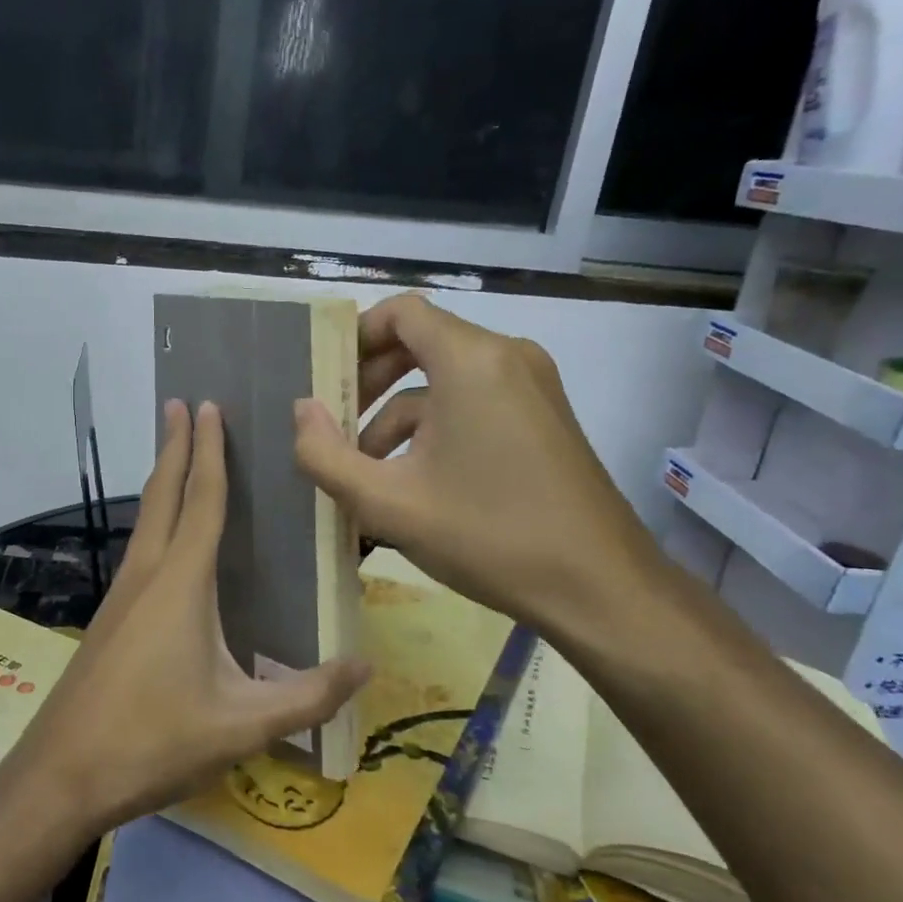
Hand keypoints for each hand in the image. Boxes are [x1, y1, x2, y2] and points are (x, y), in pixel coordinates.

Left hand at [7, 399, 369, 835]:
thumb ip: (307, 697)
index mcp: (180, 583)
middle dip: (175, 446)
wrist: (61, 773)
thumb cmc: (153, 740)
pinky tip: (165, 539)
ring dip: (163, 479)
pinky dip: (156, 518)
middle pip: (163, 494)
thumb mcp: (241, 725)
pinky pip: (139, 547)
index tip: (207, 407)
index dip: (209, 451)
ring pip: (146, 519)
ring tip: (176, 453)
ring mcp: (121, 594)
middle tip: (181, 404)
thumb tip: (366, 666)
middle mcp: (146, 574)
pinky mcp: (110, 617)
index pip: (202, 500)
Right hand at [292, 293, 665, 651]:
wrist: (601, 589)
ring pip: (444, 380)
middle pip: (420, 342)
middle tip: (334, 426)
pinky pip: (474, 402)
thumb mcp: (388, 503)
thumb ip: (326, 455)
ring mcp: (533, 387)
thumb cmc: (488, 536)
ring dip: (396, 416)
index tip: (324, 379)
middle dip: (369, 381)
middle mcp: (507, 357)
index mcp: (472, 360)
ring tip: (364, 472)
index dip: (354, 336)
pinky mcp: (544, 417)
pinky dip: (435, 429)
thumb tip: (301, 411)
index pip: (401, 312)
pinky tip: (412, 483)